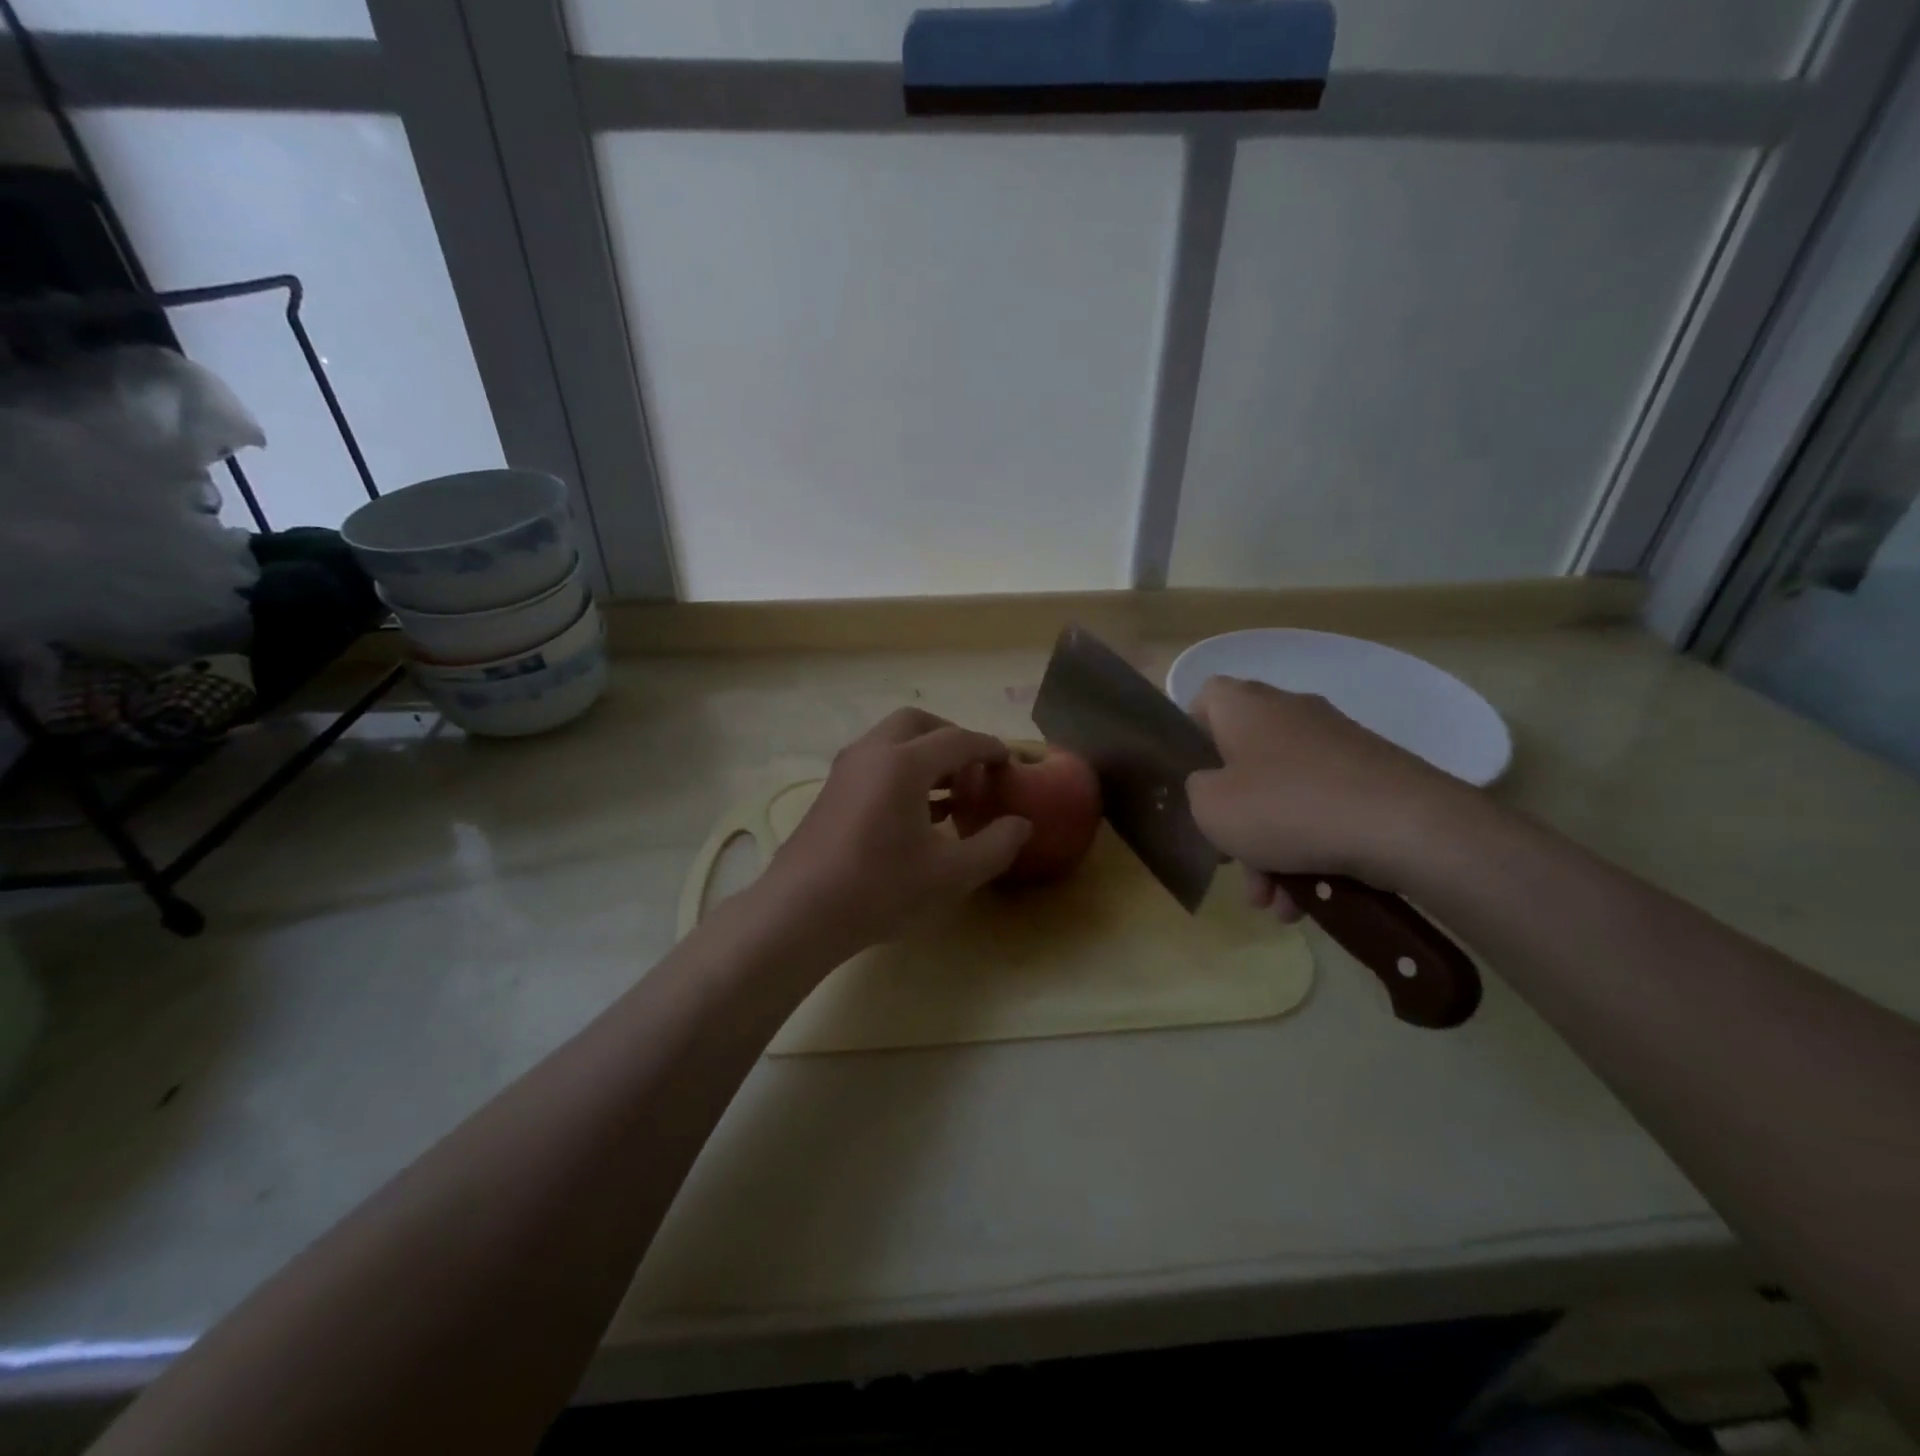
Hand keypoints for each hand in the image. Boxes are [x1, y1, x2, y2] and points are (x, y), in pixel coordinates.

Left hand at [759, 708, 1031, 959]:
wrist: (800, 913)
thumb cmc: (880, 889)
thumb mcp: (951, 874)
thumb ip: (995, 846)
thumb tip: (1021, 824)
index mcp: (903, 762)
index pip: (957, 740)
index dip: (989, 748)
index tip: (1009, 762)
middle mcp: (872, 753)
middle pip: (918, 724)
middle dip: (951, 737)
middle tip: (975, 767)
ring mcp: (846, 770)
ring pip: (892, 741)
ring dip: (925, 755)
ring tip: (952, 792)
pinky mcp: (832, 791)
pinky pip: (875, 762)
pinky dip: (902, 770)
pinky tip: (919, 811)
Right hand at [1186, 676, 1475, 918]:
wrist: (1405, 826)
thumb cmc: (1286, 806)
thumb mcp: (1210, 807)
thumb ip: (1195, 791)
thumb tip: (1213, 788)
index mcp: (1245, 706)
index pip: (1204, 701)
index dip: (1189, 740)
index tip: (1190, 783)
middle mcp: (1289, 712)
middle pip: (1243, 762)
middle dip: (1234, 820)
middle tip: (1229, 863)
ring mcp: (1335, 743)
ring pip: (1283, 795)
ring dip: (1271, 850)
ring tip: (1275, 903)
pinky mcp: (1371, 775)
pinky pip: (1322, 810)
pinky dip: (1311, 849)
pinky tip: (1312, 899)